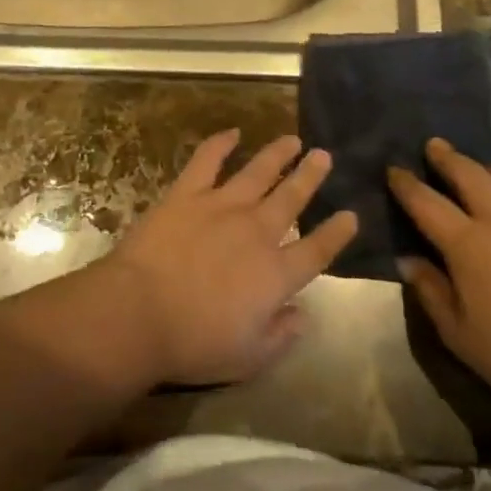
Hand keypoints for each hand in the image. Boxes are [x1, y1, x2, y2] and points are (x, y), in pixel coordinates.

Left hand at [100, 130, 356, 385]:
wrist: (140, 312)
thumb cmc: (194, 343)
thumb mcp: (249, 357)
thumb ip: (281, 335)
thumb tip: (302, 314)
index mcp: (276, 274)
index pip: (317, 249)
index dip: (337, 233)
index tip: (351, 215)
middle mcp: (256, 232)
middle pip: (291, 198)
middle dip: (310, 176)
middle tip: (324, 155)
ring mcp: (221, 206)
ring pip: (258, 172)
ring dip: (277, 154)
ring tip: (293, 140)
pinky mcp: (187, 193)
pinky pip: (207, 160)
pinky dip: (221, 143)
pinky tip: (232, 132)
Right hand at [391, 139, 490, 432]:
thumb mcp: (459, 334)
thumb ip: (430, 290)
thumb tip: (407, 259)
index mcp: (468, 244)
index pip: (426, 201)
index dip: (406, 183)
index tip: (394, 170)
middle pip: (468, 171)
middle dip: (445, 156)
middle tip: (434, 146)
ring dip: (490, 168)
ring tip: (485, 174)